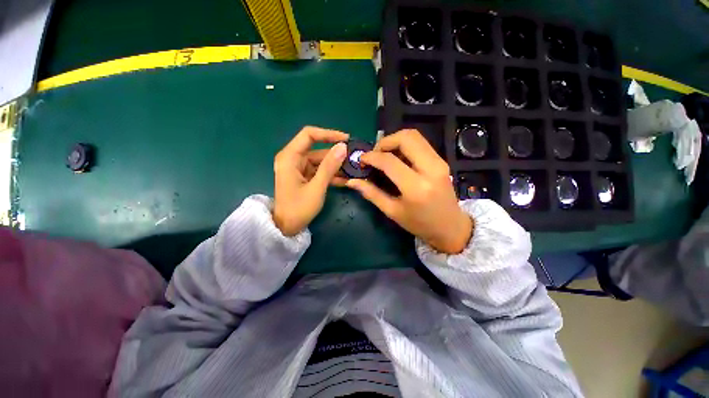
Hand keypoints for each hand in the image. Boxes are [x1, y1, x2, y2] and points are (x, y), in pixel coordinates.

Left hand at [273, 126, 348, 235]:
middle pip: (317, 149)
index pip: (309, 135)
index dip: (328, 134)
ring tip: (354, 170)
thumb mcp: (317, 187)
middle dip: (336, 154)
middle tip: (354, 158)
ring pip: (321, 161)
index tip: (346, 140)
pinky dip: (331, 174)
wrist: (286, 228)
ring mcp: (299, 169)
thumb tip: (343, 147)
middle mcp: (293, 159)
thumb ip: (329, 166)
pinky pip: (320, 171)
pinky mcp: (304, 177)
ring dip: (336, 166)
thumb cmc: (298, 208)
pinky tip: (346, 180)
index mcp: (290, 157)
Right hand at [346, 130, 472, 253]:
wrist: (450, 227)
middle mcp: (431, 169)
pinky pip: (420, 144)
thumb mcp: (392, 211)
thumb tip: (352, 181)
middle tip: (375, 154)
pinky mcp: (442, 161)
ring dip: (395, 141)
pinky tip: (397, 158)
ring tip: (384, 155)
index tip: (362, 159)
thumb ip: (371, 193)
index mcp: (416, 188)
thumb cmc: (419, 224)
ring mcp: (440, 162)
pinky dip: (405, 145)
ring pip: (415, 136)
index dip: (371, 157)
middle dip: (385, 141)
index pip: (389, 161)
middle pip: (406, 138)